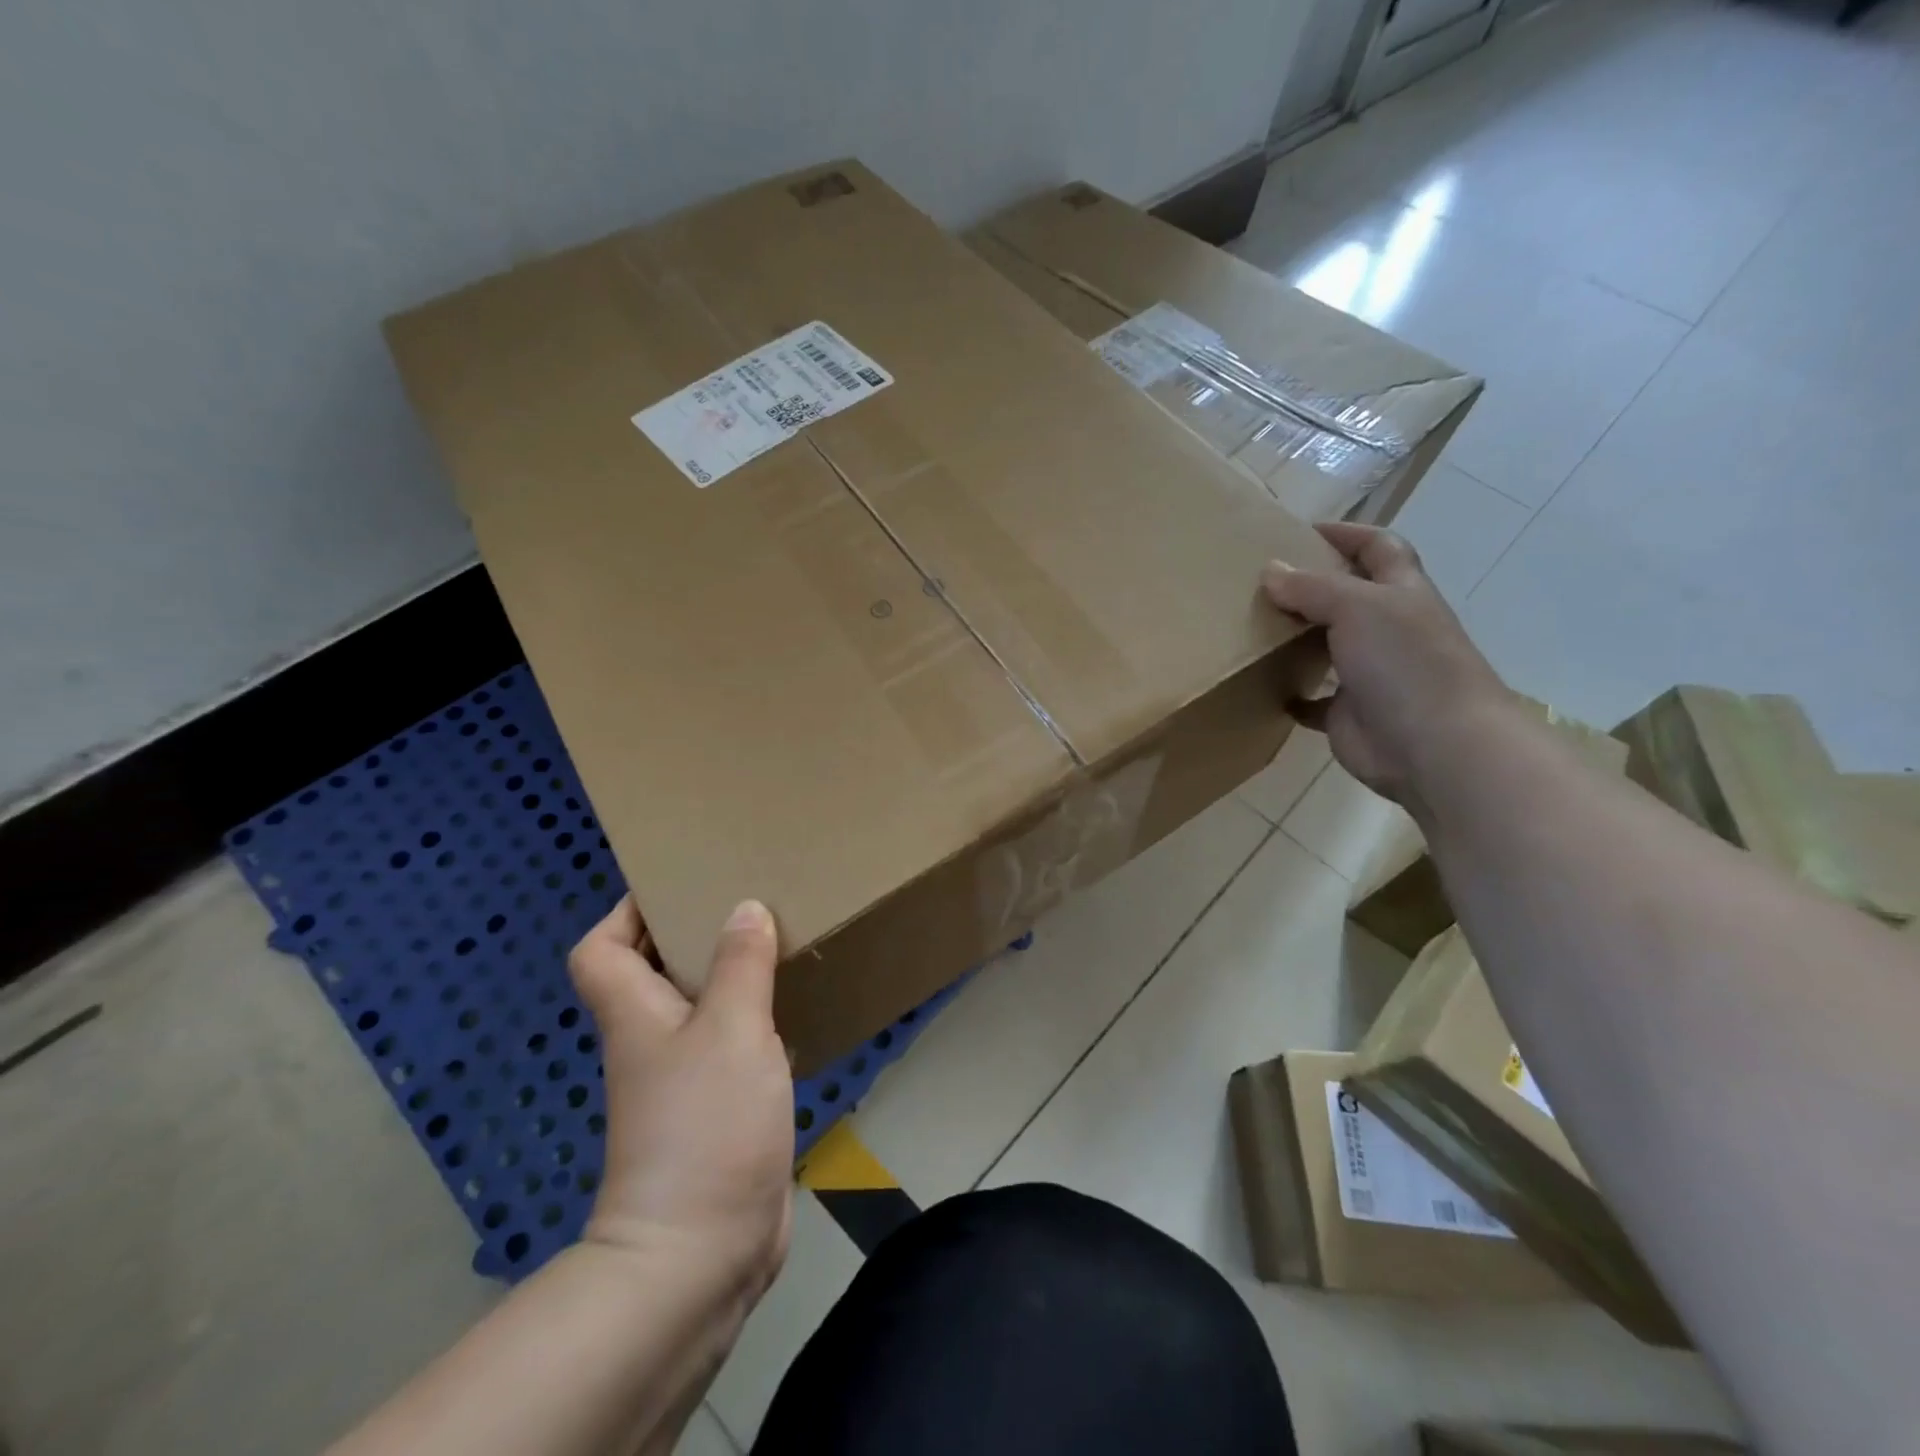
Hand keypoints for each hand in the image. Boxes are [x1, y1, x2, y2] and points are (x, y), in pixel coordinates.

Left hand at [567, 897, 793, 1298]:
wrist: (702, 1252)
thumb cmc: (706, 1124)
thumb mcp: (732, 1028)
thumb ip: (740, 964)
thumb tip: (743, 907)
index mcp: (636, 1015)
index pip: (598, 951)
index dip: (624, 914)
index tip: (674, 885)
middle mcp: (651, 1042)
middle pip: (652, 972)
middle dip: (690, 933)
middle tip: (745, 900)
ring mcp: (683, 1079)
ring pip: (698, 1007)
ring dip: (729, 974)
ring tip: (777, 940)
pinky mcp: (718, 1109)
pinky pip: (732, 1044)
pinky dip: (755, 1019)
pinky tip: (794, 1007)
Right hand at [1262, 521, 1514, 809]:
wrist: (1435, 746)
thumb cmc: (1405, 663)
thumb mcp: (1358, 606)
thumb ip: (1312, 587)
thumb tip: (1270, 571)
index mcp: (1401, 593)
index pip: (1378, 548)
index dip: (1346, 534)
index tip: (1301, 531)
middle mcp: (1388, 629)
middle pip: (1349, 597)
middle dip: (1312, 586)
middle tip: (1261, 581)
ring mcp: (1370, 673)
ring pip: (1328, 646)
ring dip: (1297, 638)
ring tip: (1251, 626)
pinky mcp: (1349, 713)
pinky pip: (1315, 700)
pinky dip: (1292, 693)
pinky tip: (1264, 686)